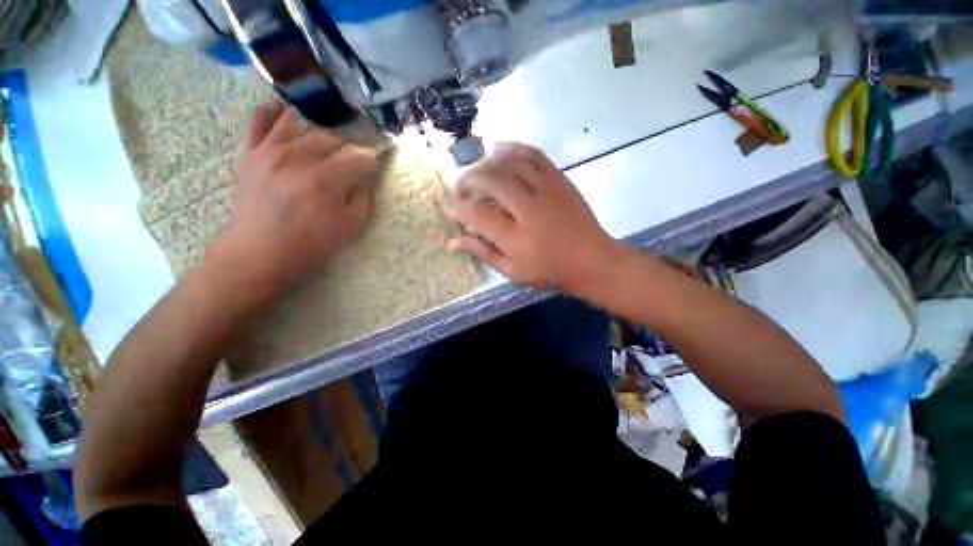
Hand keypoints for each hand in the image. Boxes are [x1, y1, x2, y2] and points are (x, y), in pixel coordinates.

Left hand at [209, 103, 378, 296]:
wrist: (262, 251)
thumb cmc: (313, 242)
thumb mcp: (351, 225)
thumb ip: (363, 195)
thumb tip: (368, 173)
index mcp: (325, 180)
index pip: (358, 157)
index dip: (374, 156)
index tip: (381, 156)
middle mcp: (298, 158)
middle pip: (332, 136)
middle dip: (351, 142)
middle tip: (357, 151)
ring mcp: (271, 151)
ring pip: (301, 122)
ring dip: (320, 126)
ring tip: (329, 135)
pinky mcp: (252, 152)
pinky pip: (260, 120)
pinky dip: (274, 111)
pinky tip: (287, 112)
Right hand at [445, 143, 619, 292]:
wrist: (593, 260)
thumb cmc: (551, 271)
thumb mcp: (513, 271)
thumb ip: (483, 252)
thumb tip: (453, 241)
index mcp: (516, 238)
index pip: (476, 215)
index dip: (456, 207)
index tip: (447, 205)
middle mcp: (529, 209)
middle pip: (490, 181)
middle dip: (467, 180)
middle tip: (460, 187)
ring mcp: (547, 190)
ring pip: (509, 162)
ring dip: (486, 163)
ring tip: (477, 172)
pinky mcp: (559, 179)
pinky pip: (532, 154)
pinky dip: (512, 148)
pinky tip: (499, 151)